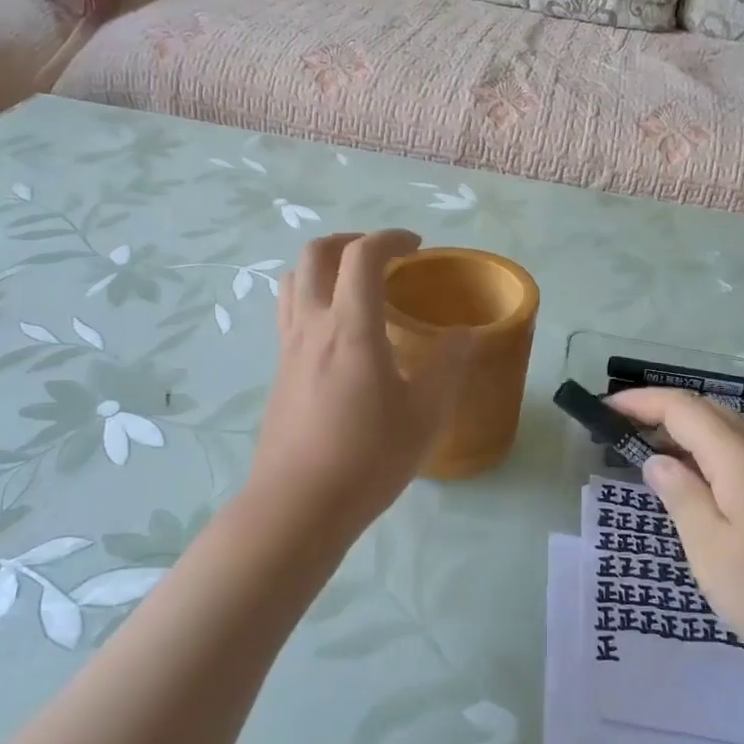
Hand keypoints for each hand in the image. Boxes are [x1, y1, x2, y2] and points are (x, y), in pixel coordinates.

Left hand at [247, 230, 469, 537]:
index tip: (418, 247)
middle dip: (351, 240)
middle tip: (384, 257)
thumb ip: (448, 366)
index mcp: (350, 328)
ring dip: (325, 266)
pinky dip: (313, 297)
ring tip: (356, 286)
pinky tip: (339, 333)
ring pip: (294, 279)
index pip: (363, 255)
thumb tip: (464, 335)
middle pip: (317, 253)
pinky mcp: (279, 371)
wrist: (298, 505)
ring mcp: (288, 347)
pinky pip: (290, 311)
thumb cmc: (368, 459)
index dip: (391, 238)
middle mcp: (312, 325)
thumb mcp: (426, 415)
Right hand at [607, 387, 743, 679]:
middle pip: (707, 411)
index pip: (681, 408)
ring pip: (728, 433)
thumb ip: (681, 497)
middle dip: (660, 410)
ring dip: (686, 432)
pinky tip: (702, 487)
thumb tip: (658, 461)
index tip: (604, 409)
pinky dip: (710, 454)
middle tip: (622, 430)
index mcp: (739, 458)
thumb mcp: (713, 550)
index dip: (640, 402)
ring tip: (653, 454)